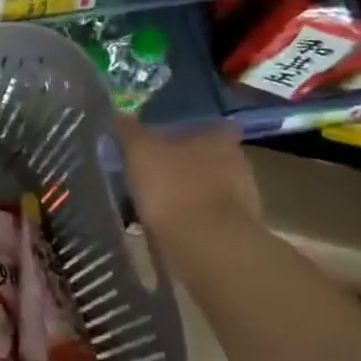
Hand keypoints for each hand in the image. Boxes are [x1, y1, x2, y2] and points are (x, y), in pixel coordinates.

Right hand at [116, 116, 259, 233]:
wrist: (206, 244)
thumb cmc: (173, 186)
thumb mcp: (139, 151)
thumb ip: (128, 131)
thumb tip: (119, 116)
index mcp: (217, 137)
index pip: (208, 124)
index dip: (186, 129)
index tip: (163, 138)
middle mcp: (237, 162)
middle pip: (207, 156)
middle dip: (183, 162)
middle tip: (152, 169)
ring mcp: (241, 198)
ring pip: (207, 187)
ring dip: (185, 192)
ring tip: (153, 201)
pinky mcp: (235, 229)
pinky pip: (206, 216)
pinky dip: (188, 218)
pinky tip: (165, 225)